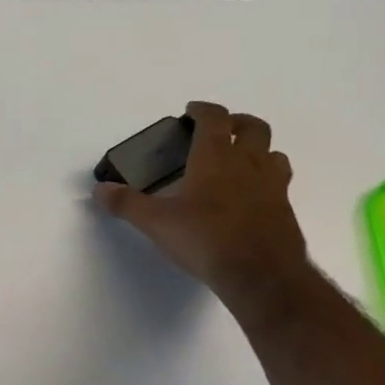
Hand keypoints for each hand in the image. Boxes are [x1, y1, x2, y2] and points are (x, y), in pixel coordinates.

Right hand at [94, 101, 308, 317]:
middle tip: (220, 130)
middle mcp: (248, 164)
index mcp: (215, 158)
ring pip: (273, 153)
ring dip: (257, 150)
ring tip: (240, 162)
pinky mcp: (285, 210)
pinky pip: (279, 183)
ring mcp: (272, 186)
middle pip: (253, 127)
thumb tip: (99, 190)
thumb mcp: (156, 222)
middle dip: (236, 122)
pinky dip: (265, 180)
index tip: (191, 111)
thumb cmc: (205, 238)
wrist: (260, 274)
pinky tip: (250, 197)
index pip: (214, 118)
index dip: (203, 109)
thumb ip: (126, 203)